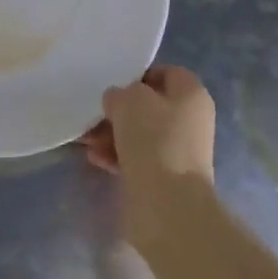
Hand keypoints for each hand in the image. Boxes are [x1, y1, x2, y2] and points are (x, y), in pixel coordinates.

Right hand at [81, 65, 216, 251]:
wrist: (168, 206)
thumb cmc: (155, 139)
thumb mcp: (129, 100)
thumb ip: (120, 93)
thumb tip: (117, 101)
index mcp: (192, 94)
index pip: (165, 73)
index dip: (138, 75)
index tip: (114, 83)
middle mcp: (190, 120)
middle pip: (149, 106)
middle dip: (118, 109)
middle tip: (93, 113)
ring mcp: (178, 151)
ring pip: (140, 133)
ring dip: (112, 133)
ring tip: (86, 139)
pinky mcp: (165, 178)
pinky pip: (137, 158)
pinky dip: (116, 155)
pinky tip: (95, 158)